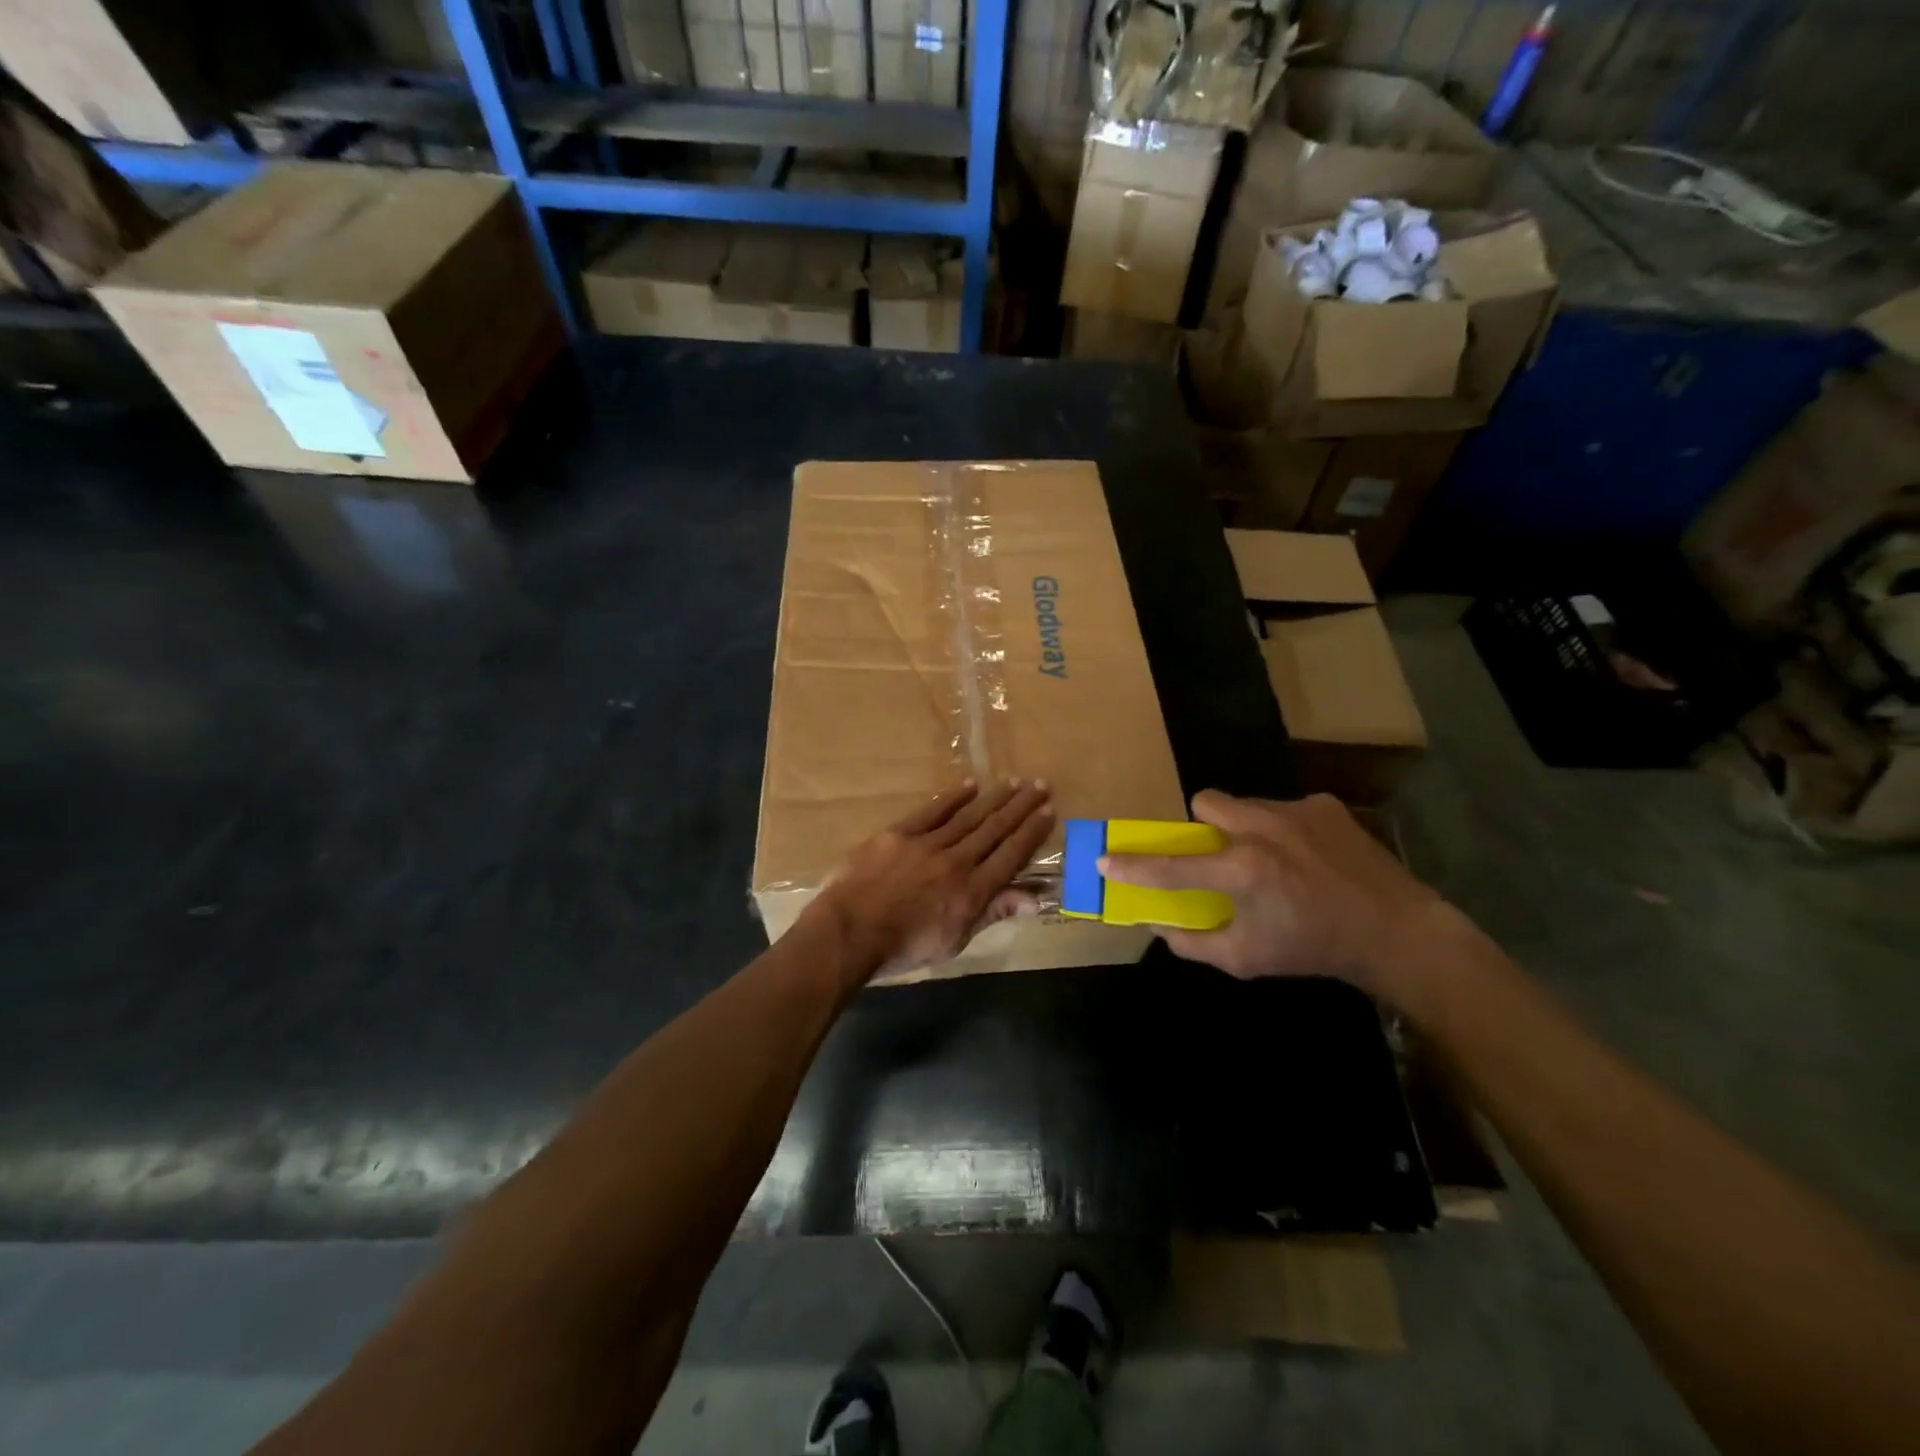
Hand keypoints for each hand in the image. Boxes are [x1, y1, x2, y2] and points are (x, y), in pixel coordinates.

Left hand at [808, 778, 1055, 981]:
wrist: (849, 932)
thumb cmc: (902, 948)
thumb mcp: (954, 941)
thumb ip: (992, 913)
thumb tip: (1035, 899)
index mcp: (972, 892)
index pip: (1010, 856)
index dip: (1031, 833)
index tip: (1049, 811)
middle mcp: (956, 862)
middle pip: (994, 830)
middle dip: (1020, 807)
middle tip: (1040, 784)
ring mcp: (927, 844)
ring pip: (968, 816)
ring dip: (994, 798)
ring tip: (1014, 782)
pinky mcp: (899, 834)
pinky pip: (933, 811)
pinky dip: (953, 798)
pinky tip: (970, 785)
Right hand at [1100, 790, 1456, 1001]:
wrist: (1396, 932)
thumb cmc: (1313, 949)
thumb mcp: (1247, 960)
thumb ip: (1195, 943)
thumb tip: (1160, 926)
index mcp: (1241, 871)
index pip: (1171, 866)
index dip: (1133, 866)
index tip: (1105, 860)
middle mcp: (1262, 830)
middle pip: (1204, 802)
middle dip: (1200, 825)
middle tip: (1217, 853)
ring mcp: (1295, 811)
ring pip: (1244, 803)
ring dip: (1242, 827)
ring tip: (1270, 858)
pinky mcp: (1323, 805)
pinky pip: (1284, 808)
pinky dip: (1283, 829)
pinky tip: (1307, 856)